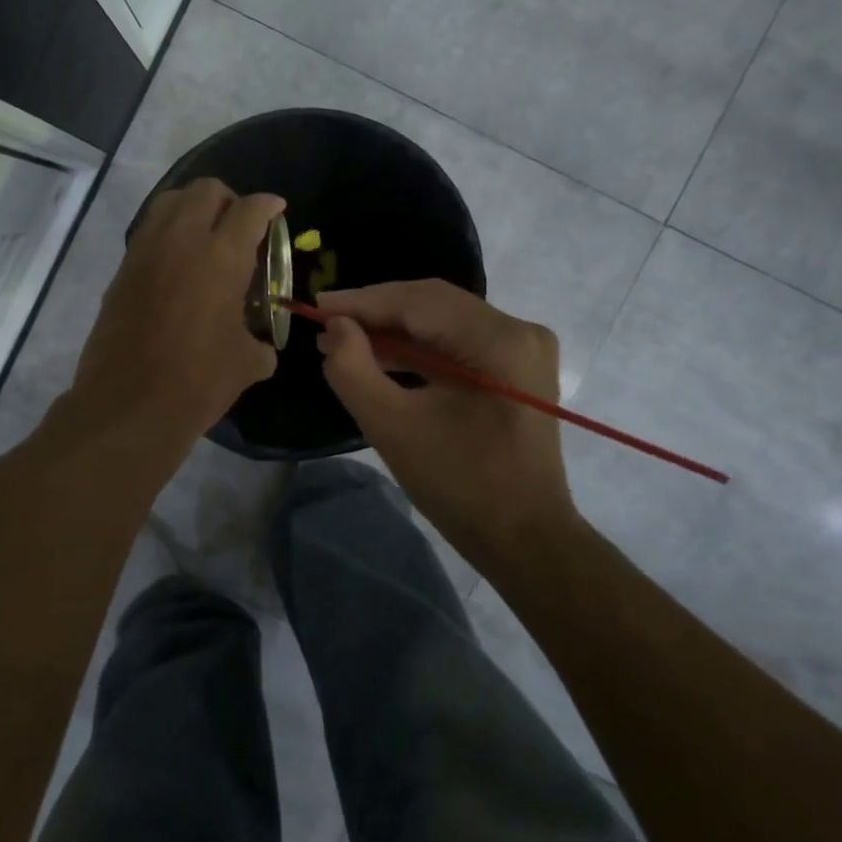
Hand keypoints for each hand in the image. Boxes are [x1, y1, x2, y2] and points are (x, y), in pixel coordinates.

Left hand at [67, 178, 284, 450]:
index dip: (268, 205)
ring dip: (193, 208)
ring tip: (206, 236)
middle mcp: (181, 240)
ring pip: (170, 201)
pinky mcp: (122, 269)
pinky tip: (178, 264)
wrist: (129, 405)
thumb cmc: (198, 382)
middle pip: (205, 190)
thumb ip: (260, 343)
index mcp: (222, 257)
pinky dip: (167, 232)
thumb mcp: (247, 363)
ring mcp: (145, 251)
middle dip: (229, 199)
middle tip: (240, 224)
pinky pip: (149, 231)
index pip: (250, 209)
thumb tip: (262, 346)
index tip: (276, 210)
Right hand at [316, 280, 578, 561]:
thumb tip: (336, 327)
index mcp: (499, 341)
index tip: (315, 305)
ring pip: (444, 320)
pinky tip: (380, 356)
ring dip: (394, 329)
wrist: (526, 540)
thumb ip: (353, 369)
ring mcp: (523, 348)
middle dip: (376, 312)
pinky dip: (418, 348)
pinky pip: (457, 342)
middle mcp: (519, 330)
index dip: (363, 301)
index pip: (419, 301)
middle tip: (326, 321)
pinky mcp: (516, 367)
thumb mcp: (393, 427)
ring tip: (343, 339)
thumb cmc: (460, 486)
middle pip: (433, 304)